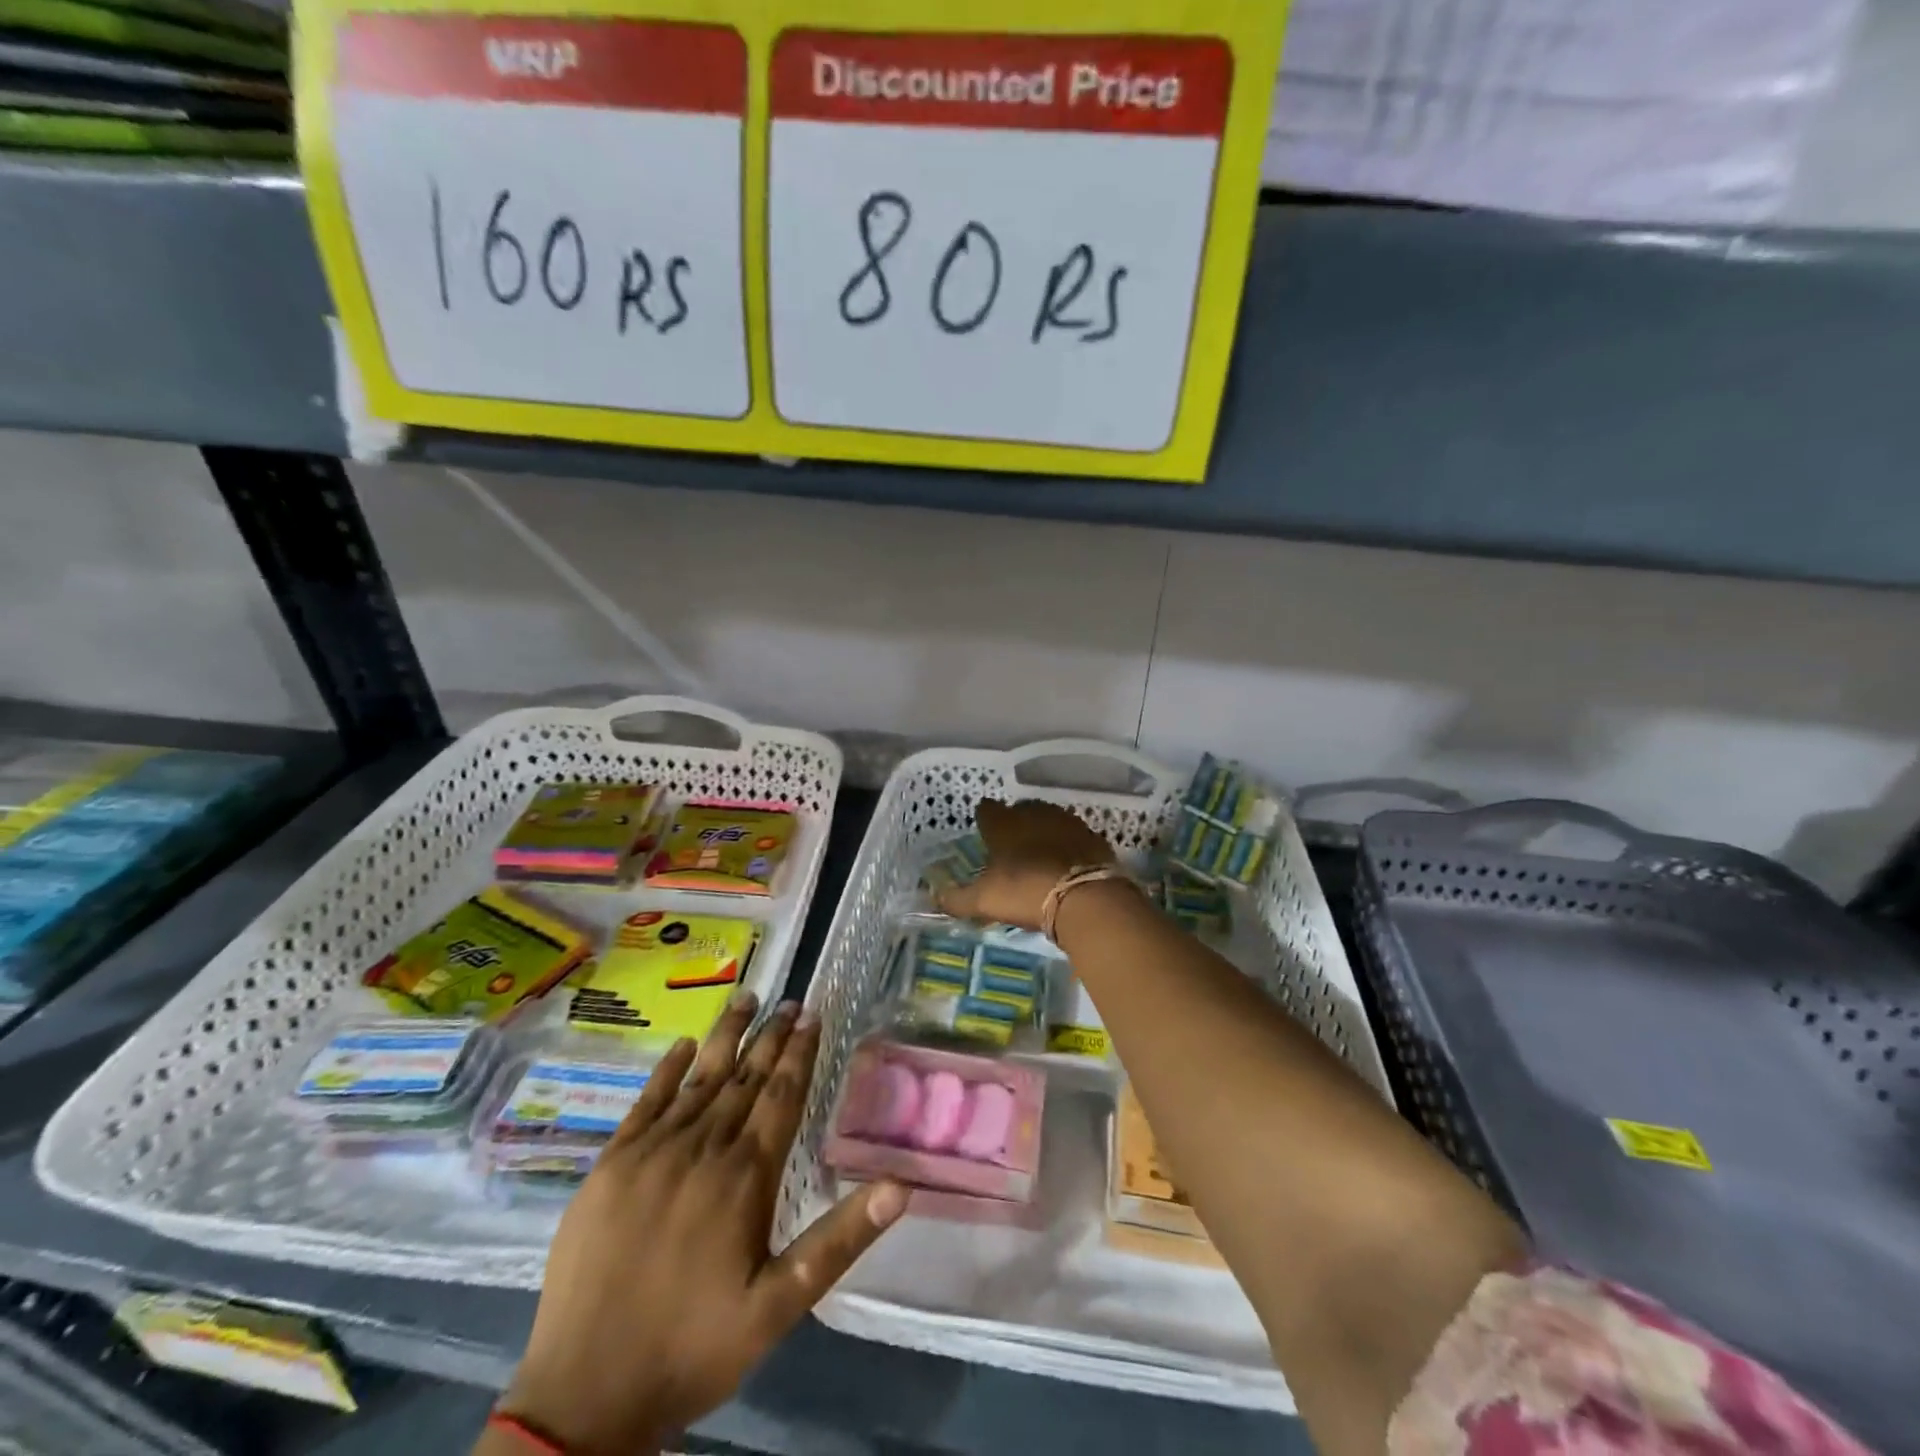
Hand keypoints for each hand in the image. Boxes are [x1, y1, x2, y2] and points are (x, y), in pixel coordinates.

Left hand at [498, 994, 906, 1454]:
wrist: (584, 1394)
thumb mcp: (779, 1306)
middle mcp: (702, 1148)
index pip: (781, 1095)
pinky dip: (667, 1070)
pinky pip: (645, 1102)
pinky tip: (682, 1045)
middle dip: (771, 1036)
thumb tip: (900, 1186)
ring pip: (699, 1078)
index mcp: (744, 1176)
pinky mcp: (611, 1165)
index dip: (800, 1053)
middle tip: (790, 1001)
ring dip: (726, 1036)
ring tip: (746, 998)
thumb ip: (840, 1240)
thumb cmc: (693, 1347)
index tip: (812, 1015)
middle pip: (745, 1077)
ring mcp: (651, 1152)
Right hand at [936, 798, 1115, 930]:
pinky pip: (1075, 836)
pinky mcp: (1092, 836)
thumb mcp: (984, 901)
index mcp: (1003, 823)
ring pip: (1050, 819)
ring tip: (1041, 854)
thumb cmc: (1025, 892)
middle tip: (1012, 845)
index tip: (984, 830)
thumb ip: (956, 899)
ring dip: (1044, 832)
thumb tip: (934, 897)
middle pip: (1020, 811)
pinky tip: (1068, 863)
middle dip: (1016, 823)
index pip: (987, 809)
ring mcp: (1066, 822)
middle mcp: (1034, 814)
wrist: (1085, 897)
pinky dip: (1070, 846)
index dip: (985, 819)